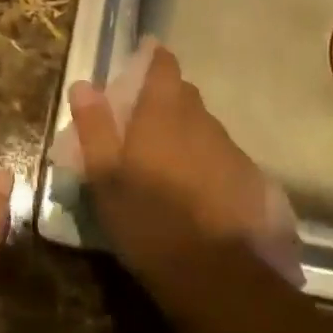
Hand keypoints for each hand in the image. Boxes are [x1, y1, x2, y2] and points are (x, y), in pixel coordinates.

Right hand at [68, 45, 300, 285]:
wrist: (216, 273)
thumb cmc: (148, 219)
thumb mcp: (106, 177)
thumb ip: (95, 128)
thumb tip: (83, 85)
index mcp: (164, 113)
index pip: (163, 67)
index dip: (154, 59)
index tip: (143, 59)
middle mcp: (200, 120)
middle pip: (184, 95)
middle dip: (166, 99)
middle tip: (143, 120)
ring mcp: (228, 148)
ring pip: (203, 126)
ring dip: (186, 132)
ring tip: (167, 160)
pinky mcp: (248, 177)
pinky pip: (220, 155)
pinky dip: (205, 160)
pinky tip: (196, 189)